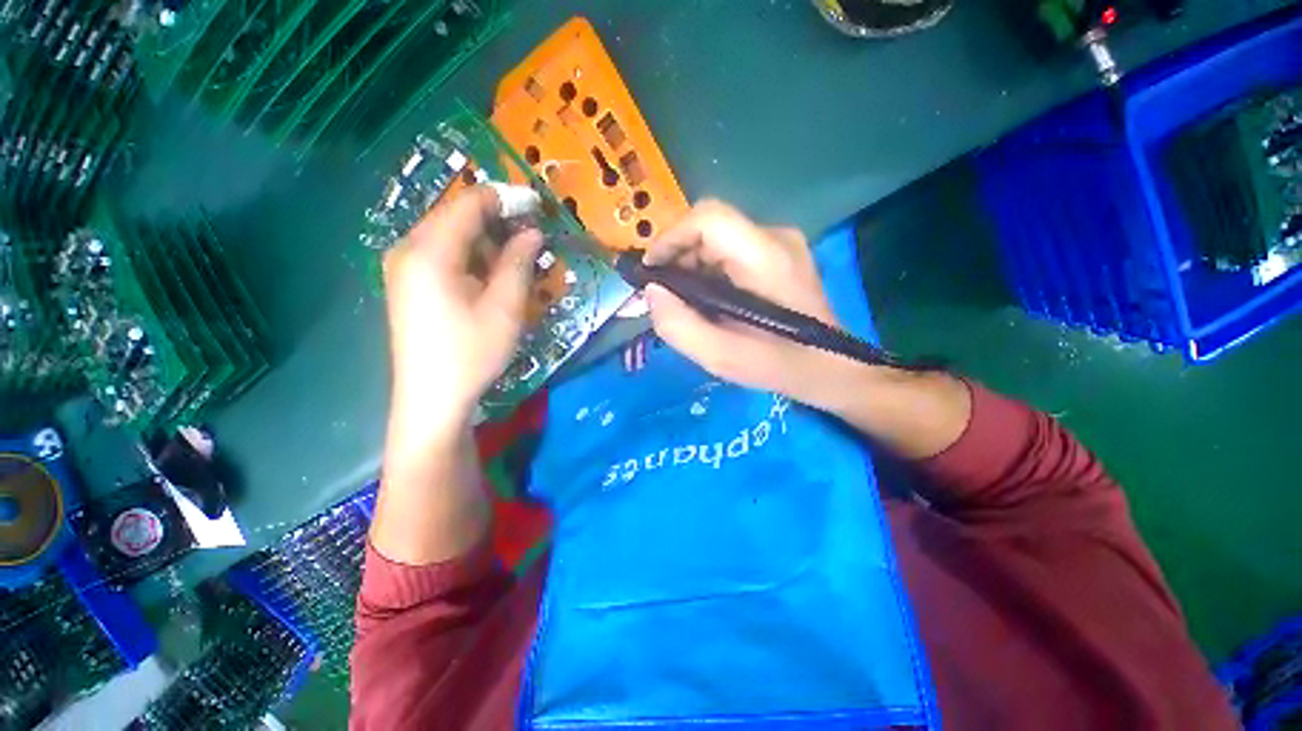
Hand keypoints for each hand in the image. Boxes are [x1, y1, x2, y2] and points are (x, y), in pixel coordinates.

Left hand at [383, 186, 542, 439]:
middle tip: (532, 240)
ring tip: (516, 263)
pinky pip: (442, 256)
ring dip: (486, 243)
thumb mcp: (504, 307)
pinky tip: (490, 279)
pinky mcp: (408, 285)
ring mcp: (403, 268)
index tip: (537, 206)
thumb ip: (518, 262)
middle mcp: (408, 249)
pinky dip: (471, 259)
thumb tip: (533, 231)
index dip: (505, 199)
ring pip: (450, 237)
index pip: (468, 204)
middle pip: (456, 217)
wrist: (432, 399)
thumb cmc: (471, 352)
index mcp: (430, 251)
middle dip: (497, 222)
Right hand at [644, 199, 841, 402]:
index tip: (651, 271)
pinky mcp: (781, 254)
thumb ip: (678, 326)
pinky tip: (710, 298)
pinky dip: (710, 269)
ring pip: (719, 238)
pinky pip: (732, 249)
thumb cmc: (780, 365)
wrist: (831, 368)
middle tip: (667, 294)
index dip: (671, 237)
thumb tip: (652, 292)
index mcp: (765, 258)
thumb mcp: (721, 357)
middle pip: (710, 227)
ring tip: (687, 301)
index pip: (708, 218)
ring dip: (692, 264)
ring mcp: (782, 243)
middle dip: (678, 257)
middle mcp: (776, 238)